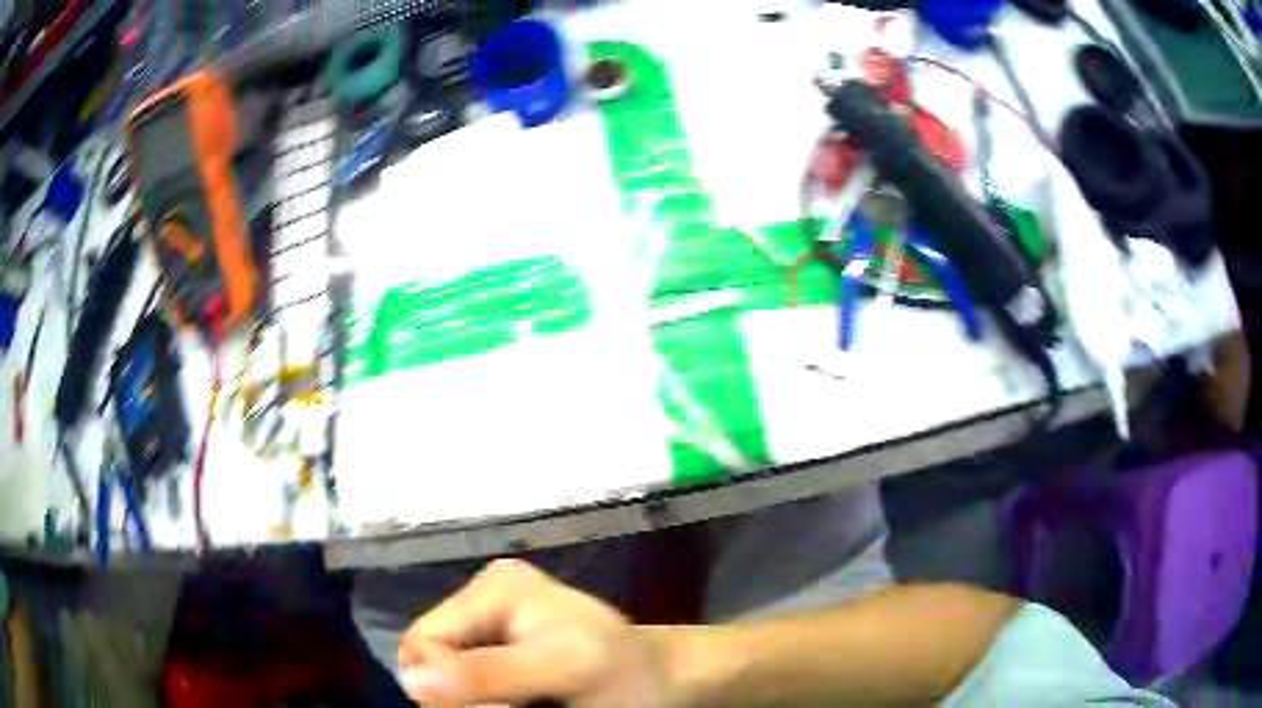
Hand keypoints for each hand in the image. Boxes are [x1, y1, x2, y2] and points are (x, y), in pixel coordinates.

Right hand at [398, 559, 675, 707]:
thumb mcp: (564, 670)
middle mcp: (483, 596)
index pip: (423, 642)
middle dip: (458, 694)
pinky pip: (465, 675)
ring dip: (470, 698)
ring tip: (519, 705)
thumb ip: (491, 673)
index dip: (443, 687)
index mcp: (494, 587)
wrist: (665, 680)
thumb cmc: (627, 672)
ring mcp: (493, 621)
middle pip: (430, 657)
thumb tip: (411, 681)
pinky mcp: (502, 644)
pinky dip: (481, 696)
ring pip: (445, 672)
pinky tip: (518, 702)